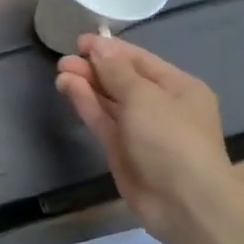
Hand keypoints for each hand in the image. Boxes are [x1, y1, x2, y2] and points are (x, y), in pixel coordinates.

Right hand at [55, 35, 232, 243]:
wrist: (183, 202)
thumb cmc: (171, 139)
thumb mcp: (144, 97)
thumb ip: (117, 71)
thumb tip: (99, 47)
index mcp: (179, 88)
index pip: (140, 61)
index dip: (110, 49)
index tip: (80, 41)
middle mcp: (161, 106)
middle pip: (122, 80)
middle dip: (94, 68)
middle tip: (64, 60)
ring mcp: (140, 130)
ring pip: (109, 101)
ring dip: (86, 85)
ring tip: (60, 72)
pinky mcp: (122, 150)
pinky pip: (102, 120)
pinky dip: (86, 104)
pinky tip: (68, 89)